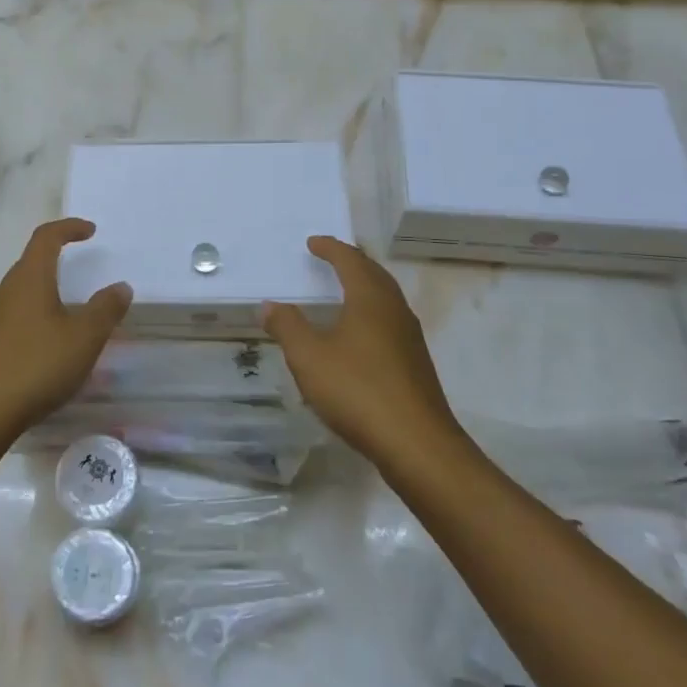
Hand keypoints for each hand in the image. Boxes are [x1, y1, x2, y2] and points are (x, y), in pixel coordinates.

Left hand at [0, 217, 131, 447]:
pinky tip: (46, 349)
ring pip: (21, 294)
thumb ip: (105, 310)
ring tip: (69, 314)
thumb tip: (121, 286)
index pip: (46, 237)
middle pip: (31, 264)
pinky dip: (34, 321)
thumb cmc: (34, 367)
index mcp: (29, 279)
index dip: (69, 228)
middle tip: (81, 271)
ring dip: (45, 295)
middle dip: (57, 261)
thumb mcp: (83, 338)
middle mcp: (4, 291)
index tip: (90, 231)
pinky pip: (12, 320)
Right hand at [263, 236, 457, 462]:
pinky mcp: (415, 363)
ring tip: (344, 289)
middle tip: (331, 257)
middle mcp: (394, 310)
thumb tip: (270, 305)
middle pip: (374, 274)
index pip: (350, 260)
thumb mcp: (309, 357)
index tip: (313, 242)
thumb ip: (287, 327)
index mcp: (370, 299)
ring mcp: (409, 337)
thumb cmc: (358, 390)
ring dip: (365, 286)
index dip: (330, 248)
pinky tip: (360, 333)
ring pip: (386, 298)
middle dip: (352, 261)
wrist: (416, 444)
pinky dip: (372, 312)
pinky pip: (390, 321)